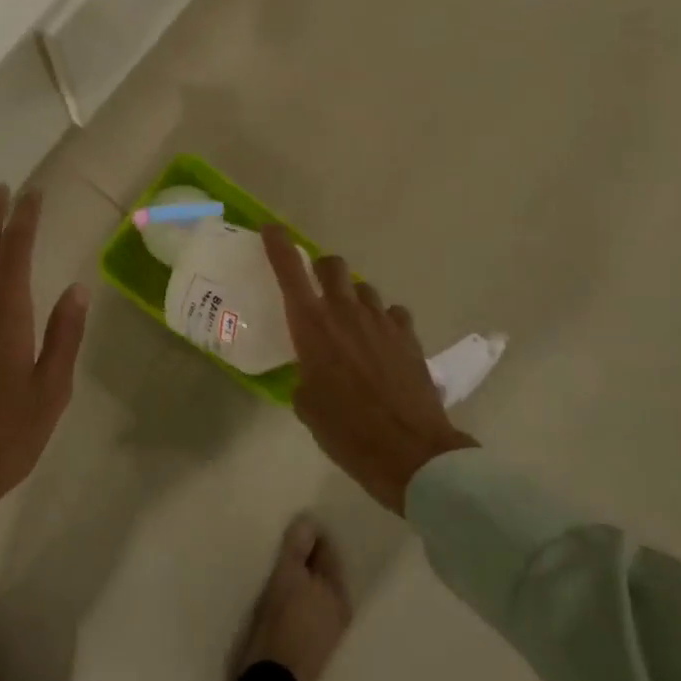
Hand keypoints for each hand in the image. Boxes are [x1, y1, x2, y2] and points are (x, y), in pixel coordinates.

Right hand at [263, 225, 476, 513]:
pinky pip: (392, 313)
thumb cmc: (346, 431)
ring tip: (352, 324)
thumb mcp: (307, 406)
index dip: (278, 244)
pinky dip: (383, 321)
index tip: (271, 229)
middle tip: (317, 288)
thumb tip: (311, 374)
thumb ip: (304, 377)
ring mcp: (381, 320)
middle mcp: (345, 311)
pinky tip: (382, 342)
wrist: (409, 451)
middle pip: (332, 265)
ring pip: (364, 288)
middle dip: (321, 268)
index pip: (289, 270)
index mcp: (312, 326)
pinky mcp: (408, 335)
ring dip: (353, 297)